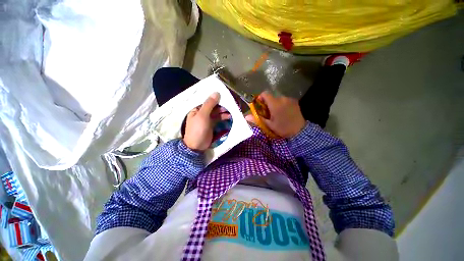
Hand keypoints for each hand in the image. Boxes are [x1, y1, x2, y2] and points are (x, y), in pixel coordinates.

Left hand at [183, 92, 229, 150]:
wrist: (197, 146)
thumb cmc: (198, 130)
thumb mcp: (202, 116)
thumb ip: (209, 104)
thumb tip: (216, 92)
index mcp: (197, 109)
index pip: (206, 100)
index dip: (215, 97)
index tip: (224, 95)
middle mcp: (202, 112)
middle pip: (212, 106)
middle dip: (221, 105)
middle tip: (230, 104)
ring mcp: (207, 119)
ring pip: (216, 112)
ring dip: (223, 111)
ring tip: (231, 111)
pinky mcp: (211, 125)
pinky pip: (218, 119)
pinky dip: (223, 117)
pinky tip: (229, 117)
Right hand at [246, 91, 305, 138]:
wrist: (300, 131)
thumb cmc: (283, 128)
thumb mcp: (269, 125)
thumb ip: (257, 119)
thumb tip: (246, 116)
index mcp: (275, 104)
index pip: (265, 94)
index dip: (260, 98)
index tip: (260, 105)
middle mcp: (282, 99)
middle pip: (271, 97)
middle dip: (267, 103)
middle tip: (268, 113)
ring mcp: (289, 99)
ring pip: (278, 99)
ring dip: (275, 104)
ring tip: (276, 114)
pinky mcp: (294, 101)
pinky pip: (284, 100)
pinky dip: (281, 104)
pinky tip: (283, 113)